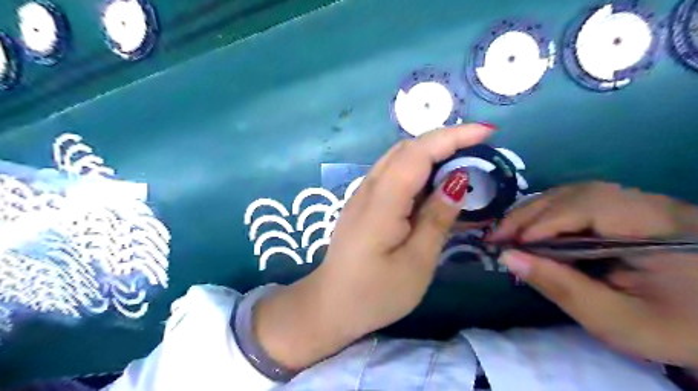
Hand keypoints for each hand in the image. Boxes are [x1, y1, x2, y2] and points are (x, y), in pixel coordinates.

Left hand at [256, 124, 495, 370]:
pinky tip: (432, 184)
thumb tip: (457, 182)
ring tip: (461, 162)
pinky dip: (416, 170)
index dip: (452, 137)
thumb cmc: (375, 293)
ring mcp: (362, 195)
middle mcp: (368, 189)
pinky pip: (391, 174)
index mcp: (382, 202)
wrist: (330, 305)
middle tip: (478, 149)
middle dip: (444, 141)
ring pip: (397, 159)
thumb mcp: (416, 263)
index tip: (487, 132)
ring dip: (430, 153)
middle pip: (406, 149)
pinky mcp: (362, 204)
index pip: (418, 153)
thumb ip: (436, 219)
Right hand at [493, 182, 697, 367]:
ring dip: (537, 211)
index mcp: (661, 229)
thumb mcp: (616, 320)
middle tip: (498, 234)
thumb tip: (508, 257)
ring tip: (510, 231)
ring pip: (576, 194)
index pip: (591, 206)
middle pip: (578, 193)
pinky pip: (582, 202)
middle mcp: (652, 205)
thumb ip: (561, 287)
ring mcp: (643, 204)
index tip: (509, 243)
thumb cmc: (673, 329)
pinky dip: (551, 214)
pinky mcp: (633, 211)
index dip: (545, 221)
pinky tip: (535, 229)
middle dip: (532, 213)